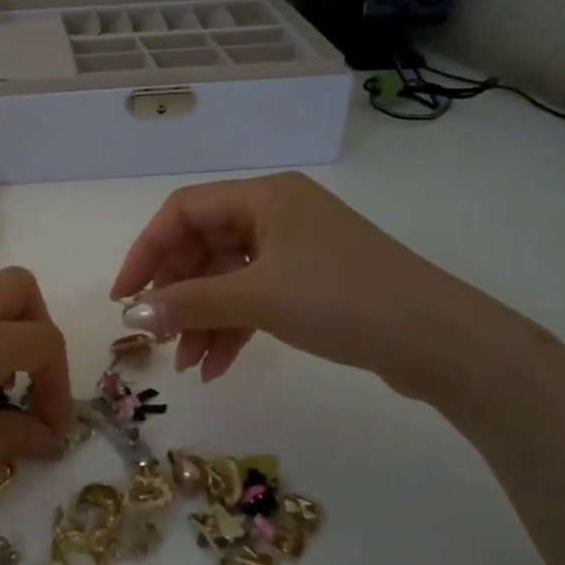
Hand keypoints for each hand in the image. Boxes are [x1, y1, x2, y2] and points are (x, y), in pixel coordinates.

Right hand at [108, 171, 523, 398]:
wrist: (439, 341)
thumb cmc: (344, 300)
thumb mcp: (259, 298)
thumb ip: (190, 303)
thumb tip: (131, 315)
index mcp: (264, 197)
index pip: (183, 212)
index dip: (147, 252)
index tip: (125, 297)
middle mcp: (277, 214)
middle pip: (204, 247)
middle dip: (177, 295)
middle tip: (157, 337)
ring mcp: (296, 250)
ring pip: (228, 279)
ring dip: (202, 319)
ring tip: (187, 366)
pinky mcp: (311, 283)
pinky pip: (254, 299)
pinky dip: (233, 329)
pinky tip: (218, 367)